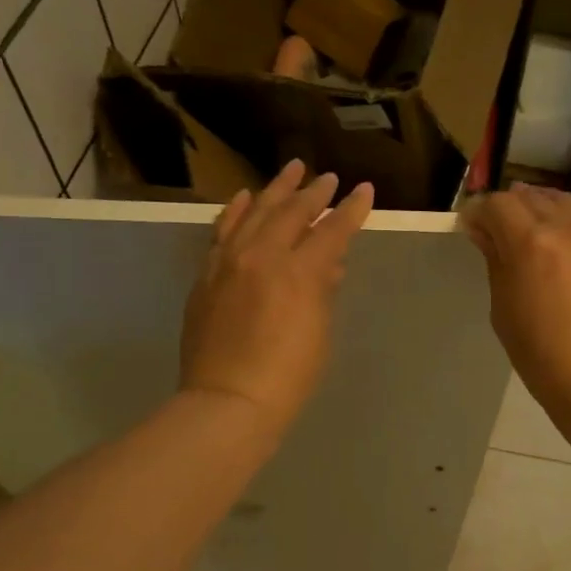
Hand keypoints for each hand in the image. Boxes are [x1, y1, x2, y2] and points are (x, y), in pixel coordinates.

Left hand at [181, 160, 373, 435]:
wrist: (227, 401)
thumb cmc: (288, 377)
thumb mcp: (319, 333)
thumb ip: (323, 291)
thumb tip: (329, 265)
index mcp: (298, 272)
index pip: (331, 230)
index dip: (351, 210)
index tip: (364, 191)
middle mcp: (262, 255)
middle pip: (291, 212)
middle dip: (313, 193)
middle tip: (328, 178)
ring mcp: (228, 262)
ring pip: (254, 212)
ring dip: (275, 190)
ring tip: (291, 170)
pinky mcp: (207, 275)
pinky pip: (222, 231)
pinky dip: (236, 211)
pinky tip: (244, 198)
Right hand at [462, 184, 570, 409]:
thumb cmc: (540, 353)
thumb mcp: (503, 308)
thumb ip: (496, 261)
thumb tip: (485, 232)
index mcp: (531, 241)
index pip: (498, 204)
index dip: (479, 211)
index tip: (471, 226)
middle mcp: (568, 227)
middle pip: (532, 197)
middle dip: (510, 207)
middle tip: (499, 229)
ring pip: (565, 204)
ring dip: (543, 210)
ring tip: (534, 233)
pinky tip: (568, 256)